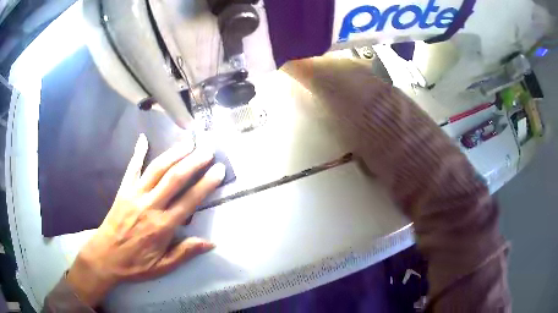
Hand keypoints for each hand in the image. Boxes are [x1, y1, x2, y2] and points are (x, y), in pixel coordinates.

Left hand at [66, 134, 224, 306]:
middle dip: (193, 162)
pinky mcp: (123, 191)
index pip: (189, 201)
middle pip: (174, 178)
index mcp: (162, 226)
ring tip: (188, 142)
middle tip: (208, 150)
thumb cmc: (135, 264)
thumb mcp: (163, 267)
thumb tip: (210, 242)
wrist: (105, 257)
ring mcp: (135, 195)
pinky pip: (132, 169)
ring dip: (173, 153)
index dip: (206, 184)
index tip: (218, 170)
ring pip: (156, 169)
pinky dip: (138, 153)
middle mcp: (150, 206)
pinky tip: (143, 139)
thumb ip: (185, 253)